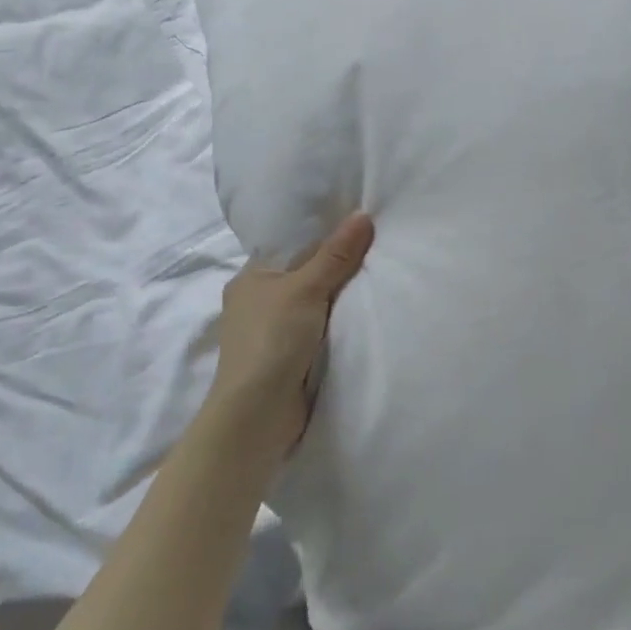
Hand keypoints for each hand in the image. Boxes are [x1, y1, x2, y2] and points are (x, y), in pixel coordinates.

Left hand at [210, 213, 374, 457]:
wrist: (258, 414)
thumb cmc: (273, 340)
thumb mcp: (307, 289)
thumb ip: (336, 255)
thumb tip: (362, 215)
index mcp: (250, 277)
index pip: (291, 246)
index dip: (323, 235)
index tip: (358, 224)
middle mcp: (257, 301)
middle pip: (305, 274)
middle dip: (336, 268)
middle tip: (378, 247)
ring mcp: (271, 332)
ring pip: (313, 304)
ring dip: (338, 300)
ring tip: (379, 275)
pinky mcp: (285, 358)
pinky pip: (317, 330)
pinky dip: (336, 325)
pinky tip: (363, 314)